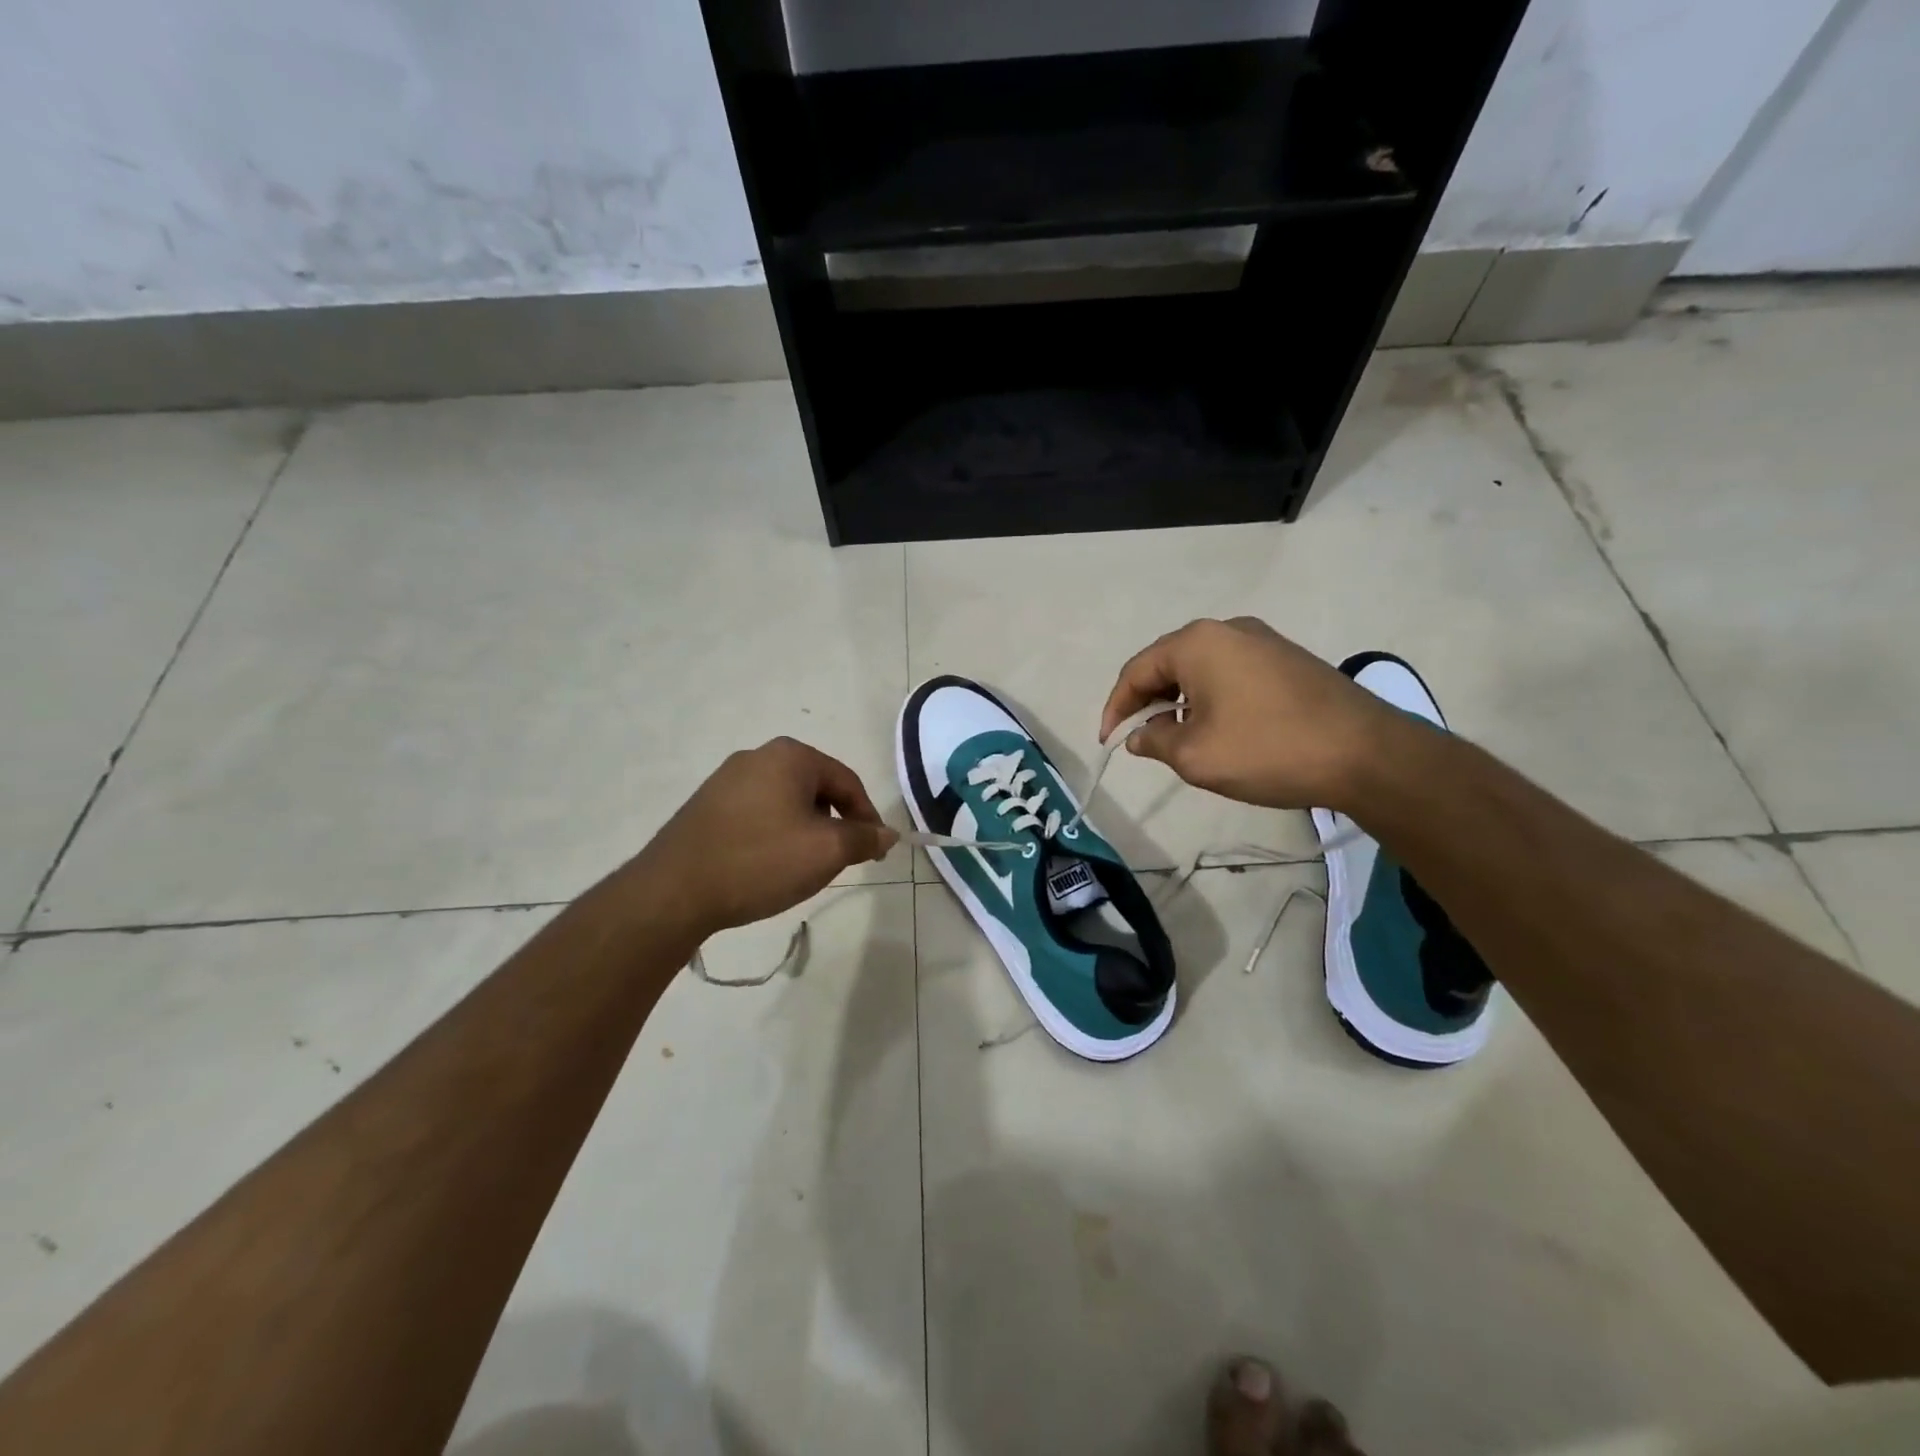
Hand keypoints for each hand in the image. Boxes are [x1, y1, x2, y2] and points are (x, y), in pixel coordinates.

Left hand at [635, 738, 897, 937]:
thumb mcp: (826, 851)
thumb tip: (886, 834)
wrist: (673, 891)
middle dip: (835, 824)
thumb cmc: (760, 861)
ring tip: (803, 867)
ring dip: (805, 831)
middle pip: (816, 789)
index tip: (875, 851)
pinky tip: (767, 865)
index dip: (867, 817)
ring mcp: (726, 779)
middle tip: (840, 860)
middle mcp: (758, 756)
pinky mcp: (706, 805)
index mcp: (790, 756)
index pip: (847, 781)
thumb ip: (863, 838)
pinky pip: (757, 813)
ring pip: (786, 802)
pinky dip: (774, 835)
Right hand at [1100, 618, 1401, 810]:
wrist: (1366, 753)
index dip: (1116, 708)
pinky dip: (1211, 698)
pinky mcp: (1288, 659)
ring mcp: (1263, 641)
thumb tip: (1140, 735)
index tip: (1109, 742)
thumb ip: (1155, 741)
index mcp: (1197, 642)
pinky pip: (1231, 673)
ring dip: (1179, 701)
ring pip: (1200, 669)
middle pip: (1168, 663)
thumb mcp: (1196, 755)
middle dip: (1147, 702)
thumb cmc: (1268, 749)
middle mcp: (1227, 629)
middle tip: (1141, 739)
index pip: (1136, 670)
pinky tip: (1219, 728)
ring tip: (1178, 738)